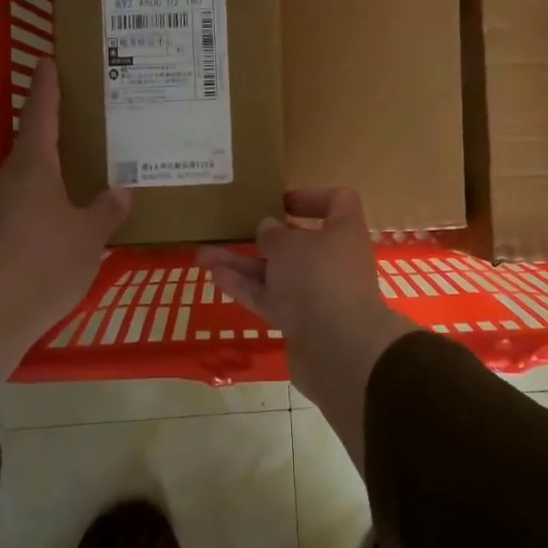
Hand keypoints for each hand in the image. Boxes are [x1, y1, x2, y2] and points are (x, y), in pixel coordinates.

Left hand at [0, 61, 130, 378]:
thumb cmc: (45, 261)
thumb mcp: (89, 236)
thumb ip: (106, 211)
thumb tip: (120, 192)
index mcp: (33, 168)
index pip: (41, 114)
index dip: (47, 86)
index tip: (48, 60)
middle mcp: (10, 181)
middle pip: (32, 146)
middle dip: (54, 130)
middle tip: (83, 121)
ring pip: (28, 179)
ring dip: (50, 171)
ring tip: (80, 171)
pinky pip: (25, 209)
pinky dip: (45, 204)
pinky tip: (64, 219)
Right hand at [200, 189, 417, 471]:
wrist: (339, 350)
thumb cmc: (318, 278)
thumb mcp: (289, 246)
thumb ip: (274, 235)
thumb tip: (268, 228)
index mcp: (343, 232)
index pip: (338, 202)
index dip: (311, 197)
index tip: (280, 201)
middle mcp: (333, 260)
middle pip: (299, 242)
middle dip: (263, 237)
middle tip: (232, 228)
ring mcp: (317, 293)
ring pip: (277, 273)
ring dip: (242, 264)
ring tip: (203, 255)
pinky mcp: (301, 322)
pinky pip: (270, 298)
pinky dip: (245, 288)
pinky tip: (215, 277)